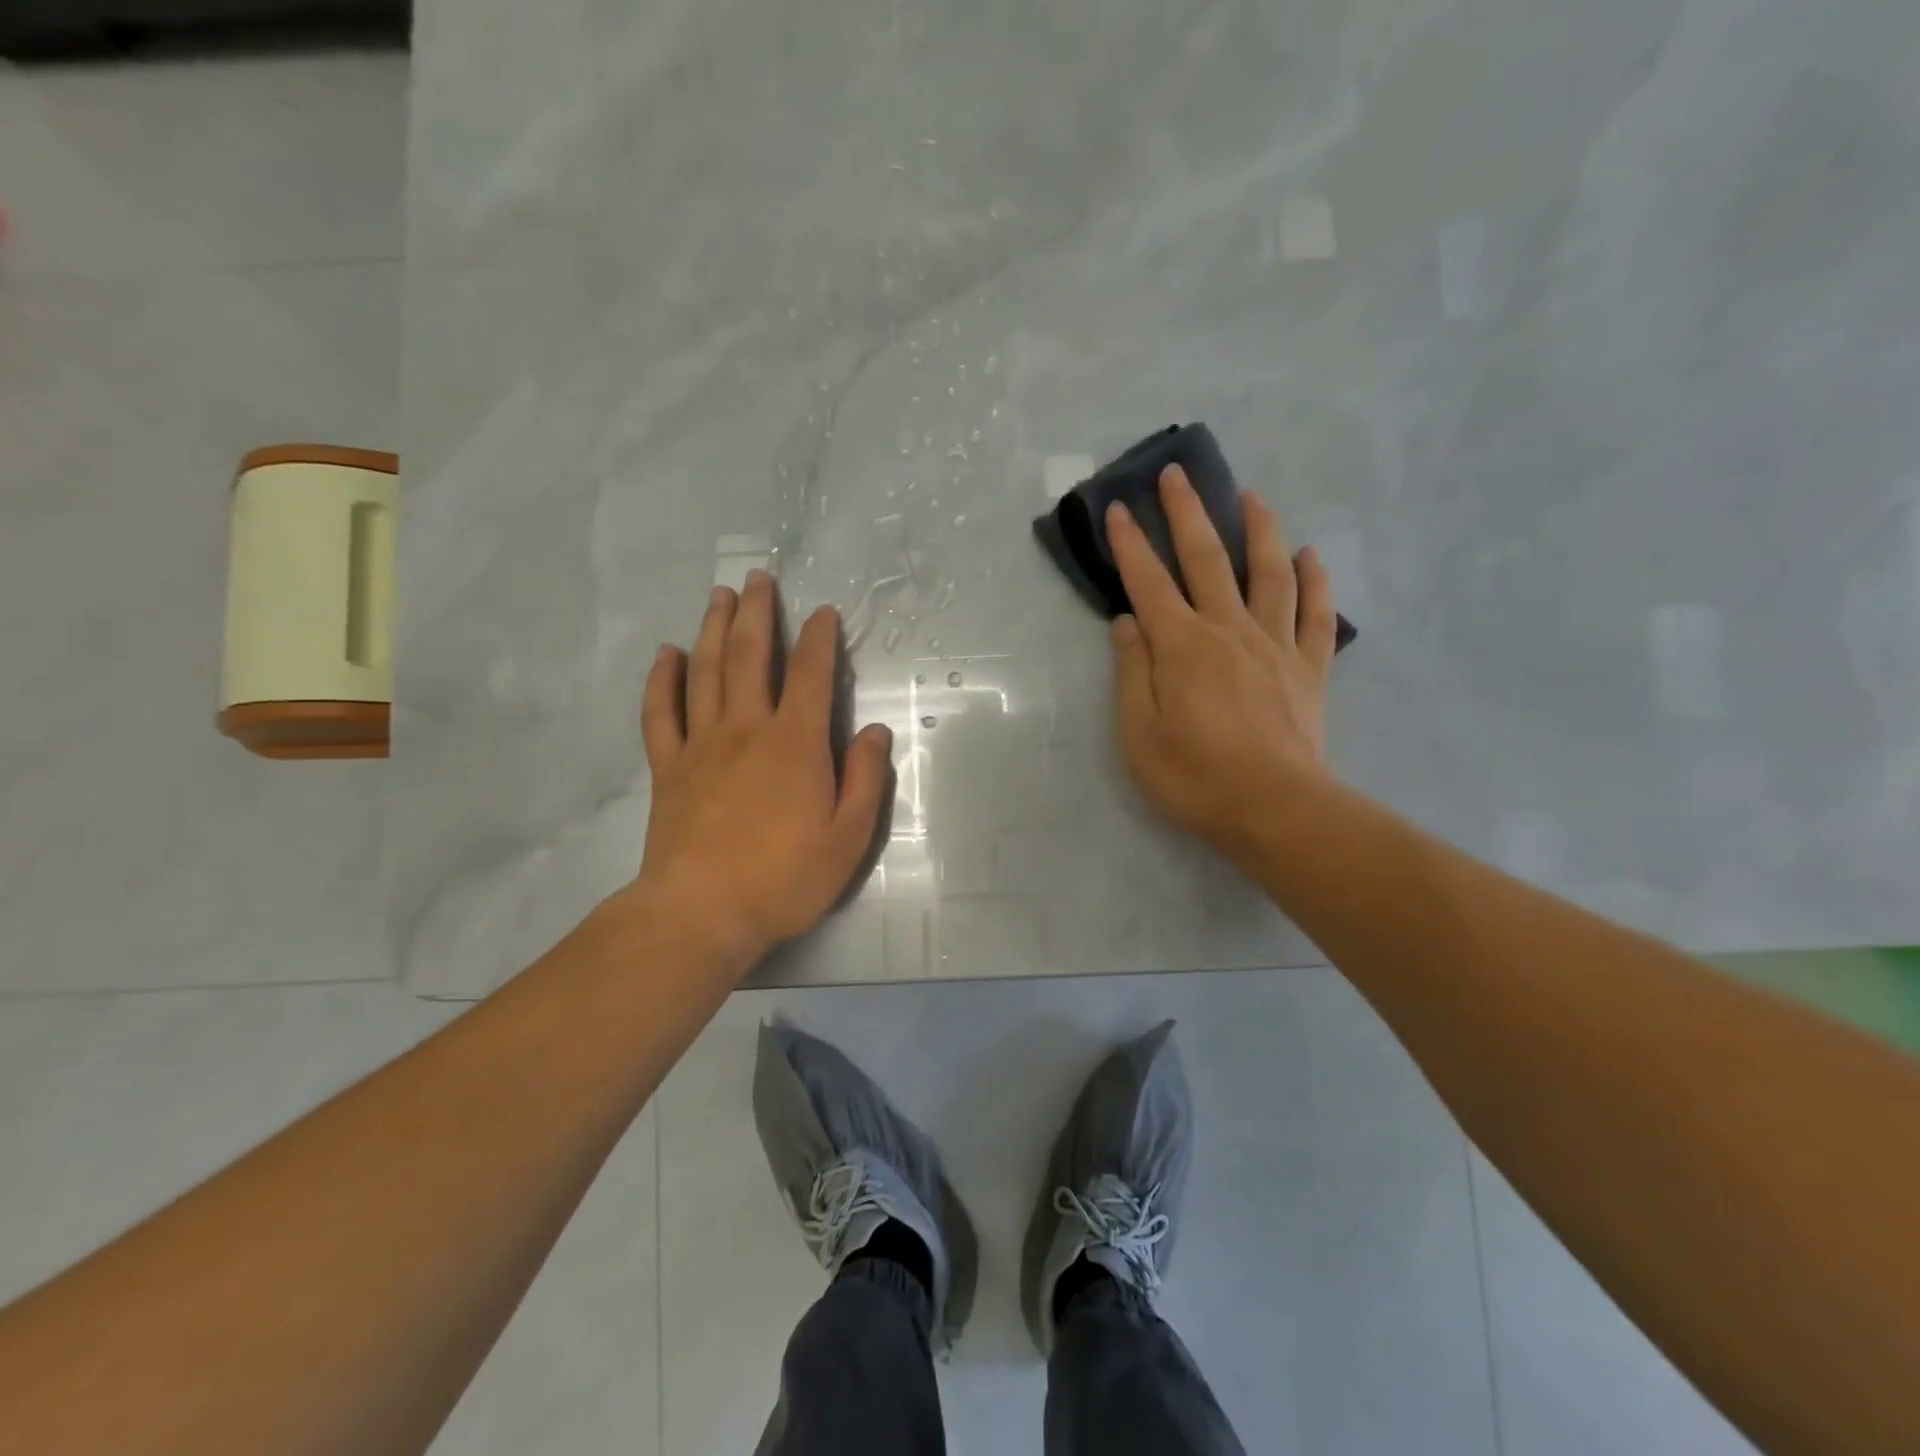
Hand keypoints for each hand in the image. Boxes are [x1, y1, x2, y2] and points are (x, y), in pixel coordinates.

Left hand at [631, 571, 893, 966]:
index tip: (824, 613)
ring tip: (721, 596)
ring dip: (715, 628)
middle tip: (761, 578)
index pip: (812, 675)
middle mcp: (747, 729)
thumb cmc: (784, 879)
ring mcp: (701, 745)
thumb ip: (865, 780)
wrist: (701, 914)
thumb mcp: (848, 838)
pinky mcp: (669, 768)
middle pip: (752, 656)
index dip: (820, 639)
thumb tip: (875, 732)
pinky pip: (661, 712)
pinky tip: (668, 655)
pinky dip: (663, 679)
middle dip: (759, 613)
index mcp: (795, 743)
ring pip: (707, 671)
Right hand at [1107, 464, 1337, 861]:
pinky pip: (1315, 614)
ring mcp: (1274, 645)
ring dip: (1259, 530)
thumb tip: (1128, 622)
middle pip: (1208, 559)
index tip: (1119, 508)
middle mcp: (1228, 630)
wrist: (1275, 809)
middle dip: (1189, 513)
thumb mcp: (1139, 733)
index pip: (1148, 583)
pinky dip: (1316, 581)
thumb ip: (1133, 672)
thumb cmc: (1194, 777)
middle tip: (1178, 474)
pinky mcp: (1309, 668)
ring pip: (1269, 572)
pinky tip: (1312, 556)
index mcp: (1182, 646)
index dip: (1131, 544)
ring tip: (1252, 497)